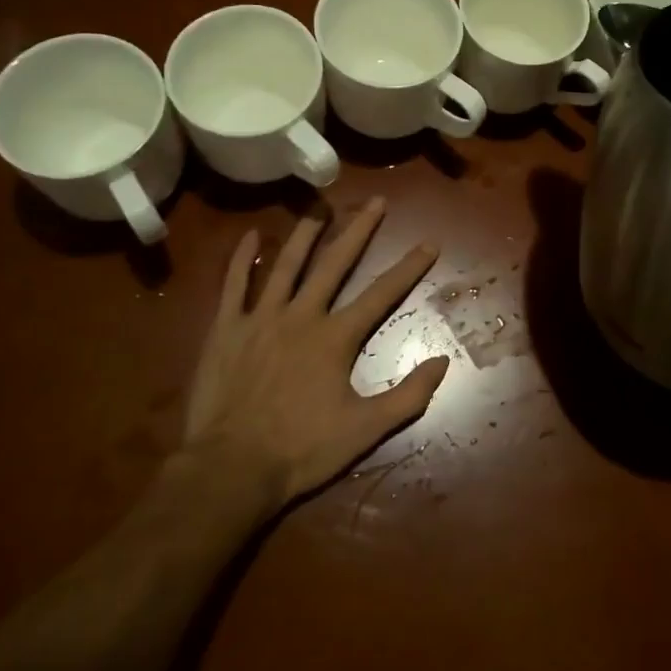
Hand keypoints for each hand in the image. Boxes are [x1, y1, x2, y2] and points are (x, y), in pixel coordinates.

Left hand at [181, 196, 450, 503]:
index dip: (409, 267)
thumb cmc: (302, 450)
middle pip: (335, 264)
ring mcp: (261, 318)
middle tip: (376, 201)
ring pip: (286, 265)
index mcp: (336, 338)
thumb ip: (408, 395)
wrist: (231, 469)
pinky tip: (252, 234)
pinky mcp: (226, 329)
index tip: (430, 241)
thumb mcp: (366, 430)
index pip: (382, 294)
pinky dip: (243, 258)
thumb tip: (444, 361)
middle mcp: (302, 316)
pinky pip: (234, 285)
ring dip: (306, 234)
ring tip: (321, 207)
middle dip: (359, 230)